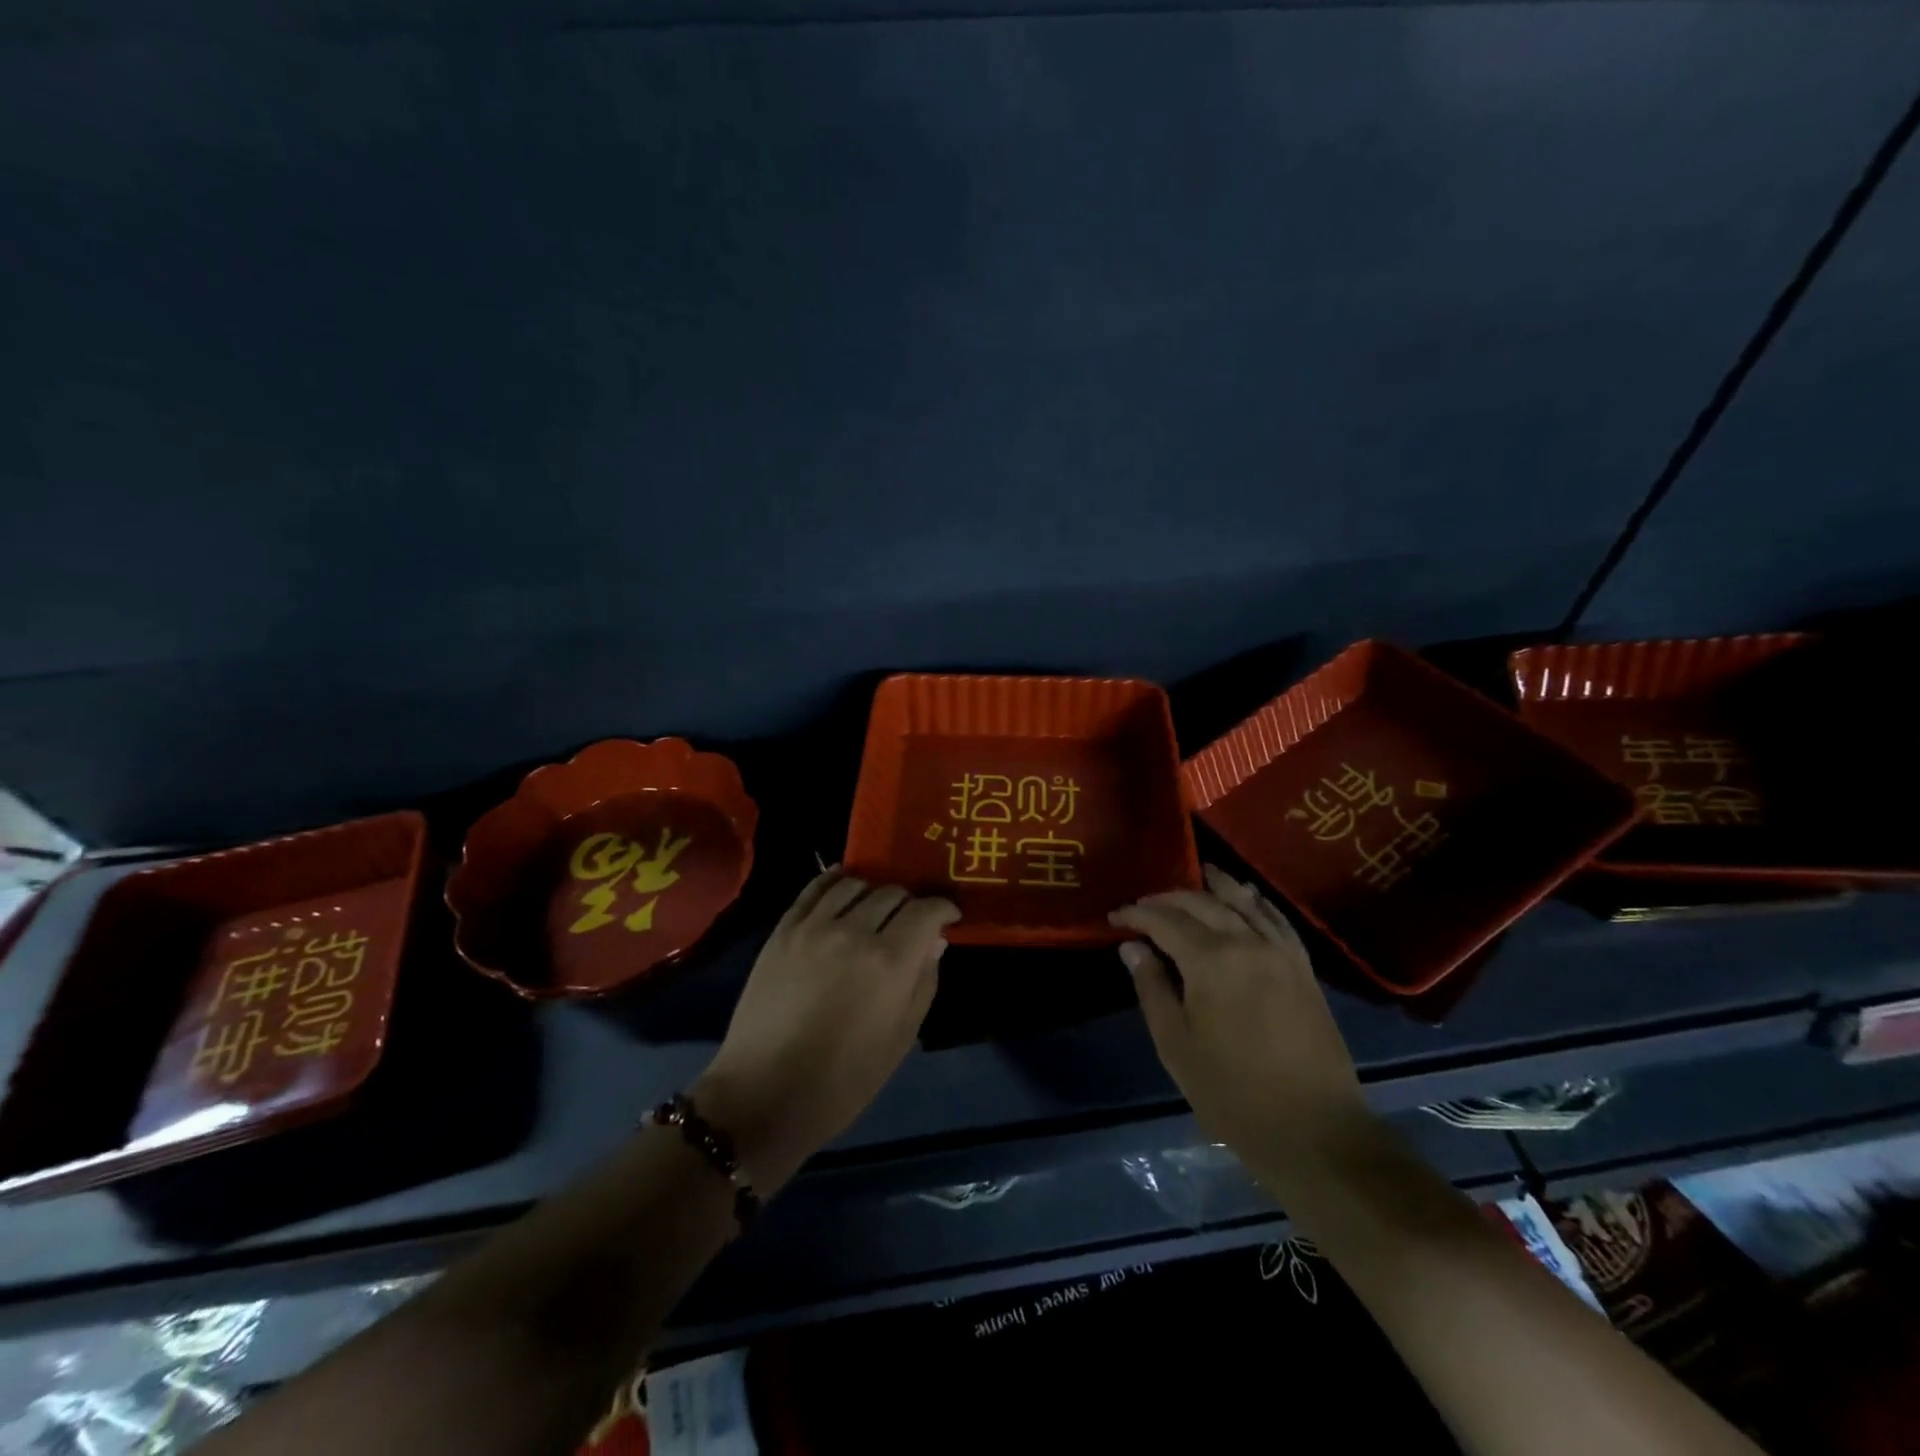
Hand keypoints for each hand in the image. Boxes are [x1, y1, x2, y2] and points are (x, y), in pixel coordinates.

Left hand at [694, 869, 957, 1192]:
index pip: (925, 910)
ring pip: (854, 884)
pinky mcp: (783, 930)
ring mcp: (813, 927)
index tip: (948, 916)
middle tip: (911, 921)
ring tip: (875, 909)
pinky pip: (813, 889)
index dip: (943, 908)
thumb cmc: (843, 1080)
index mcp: (889, 961)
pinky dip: (834, 880)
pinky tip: (843, 884)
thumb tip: (934, 941)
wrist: (763, 1094)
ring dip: (873, 891)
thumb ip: (923, 982)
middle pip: (892, 892)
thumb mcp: (900, 1038)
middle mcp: (854, 931)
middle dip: (910, 902)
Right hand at [1111, 867, 1369, 1171]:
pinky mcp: (1304, 968)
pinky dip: (1258, 902)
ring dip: (1218, 886)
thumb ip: (1152, 988)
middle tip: (1144, 905)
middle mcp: (1247, 943)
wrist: (1314, 1130)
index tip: (1114, 917)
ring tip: (1200, 872)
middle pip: (1202, 904)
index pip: (1165, 921)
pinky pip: (1277, 920)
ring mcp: (1281, 953)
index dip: (1137, 915)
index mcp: (1210, 961)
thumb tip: (1132, 947)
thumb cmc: (1232, 1092)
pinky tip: (1249, 897)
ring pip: (1244, 903)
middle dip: (1169, 899)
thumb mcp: (1176, 1045)